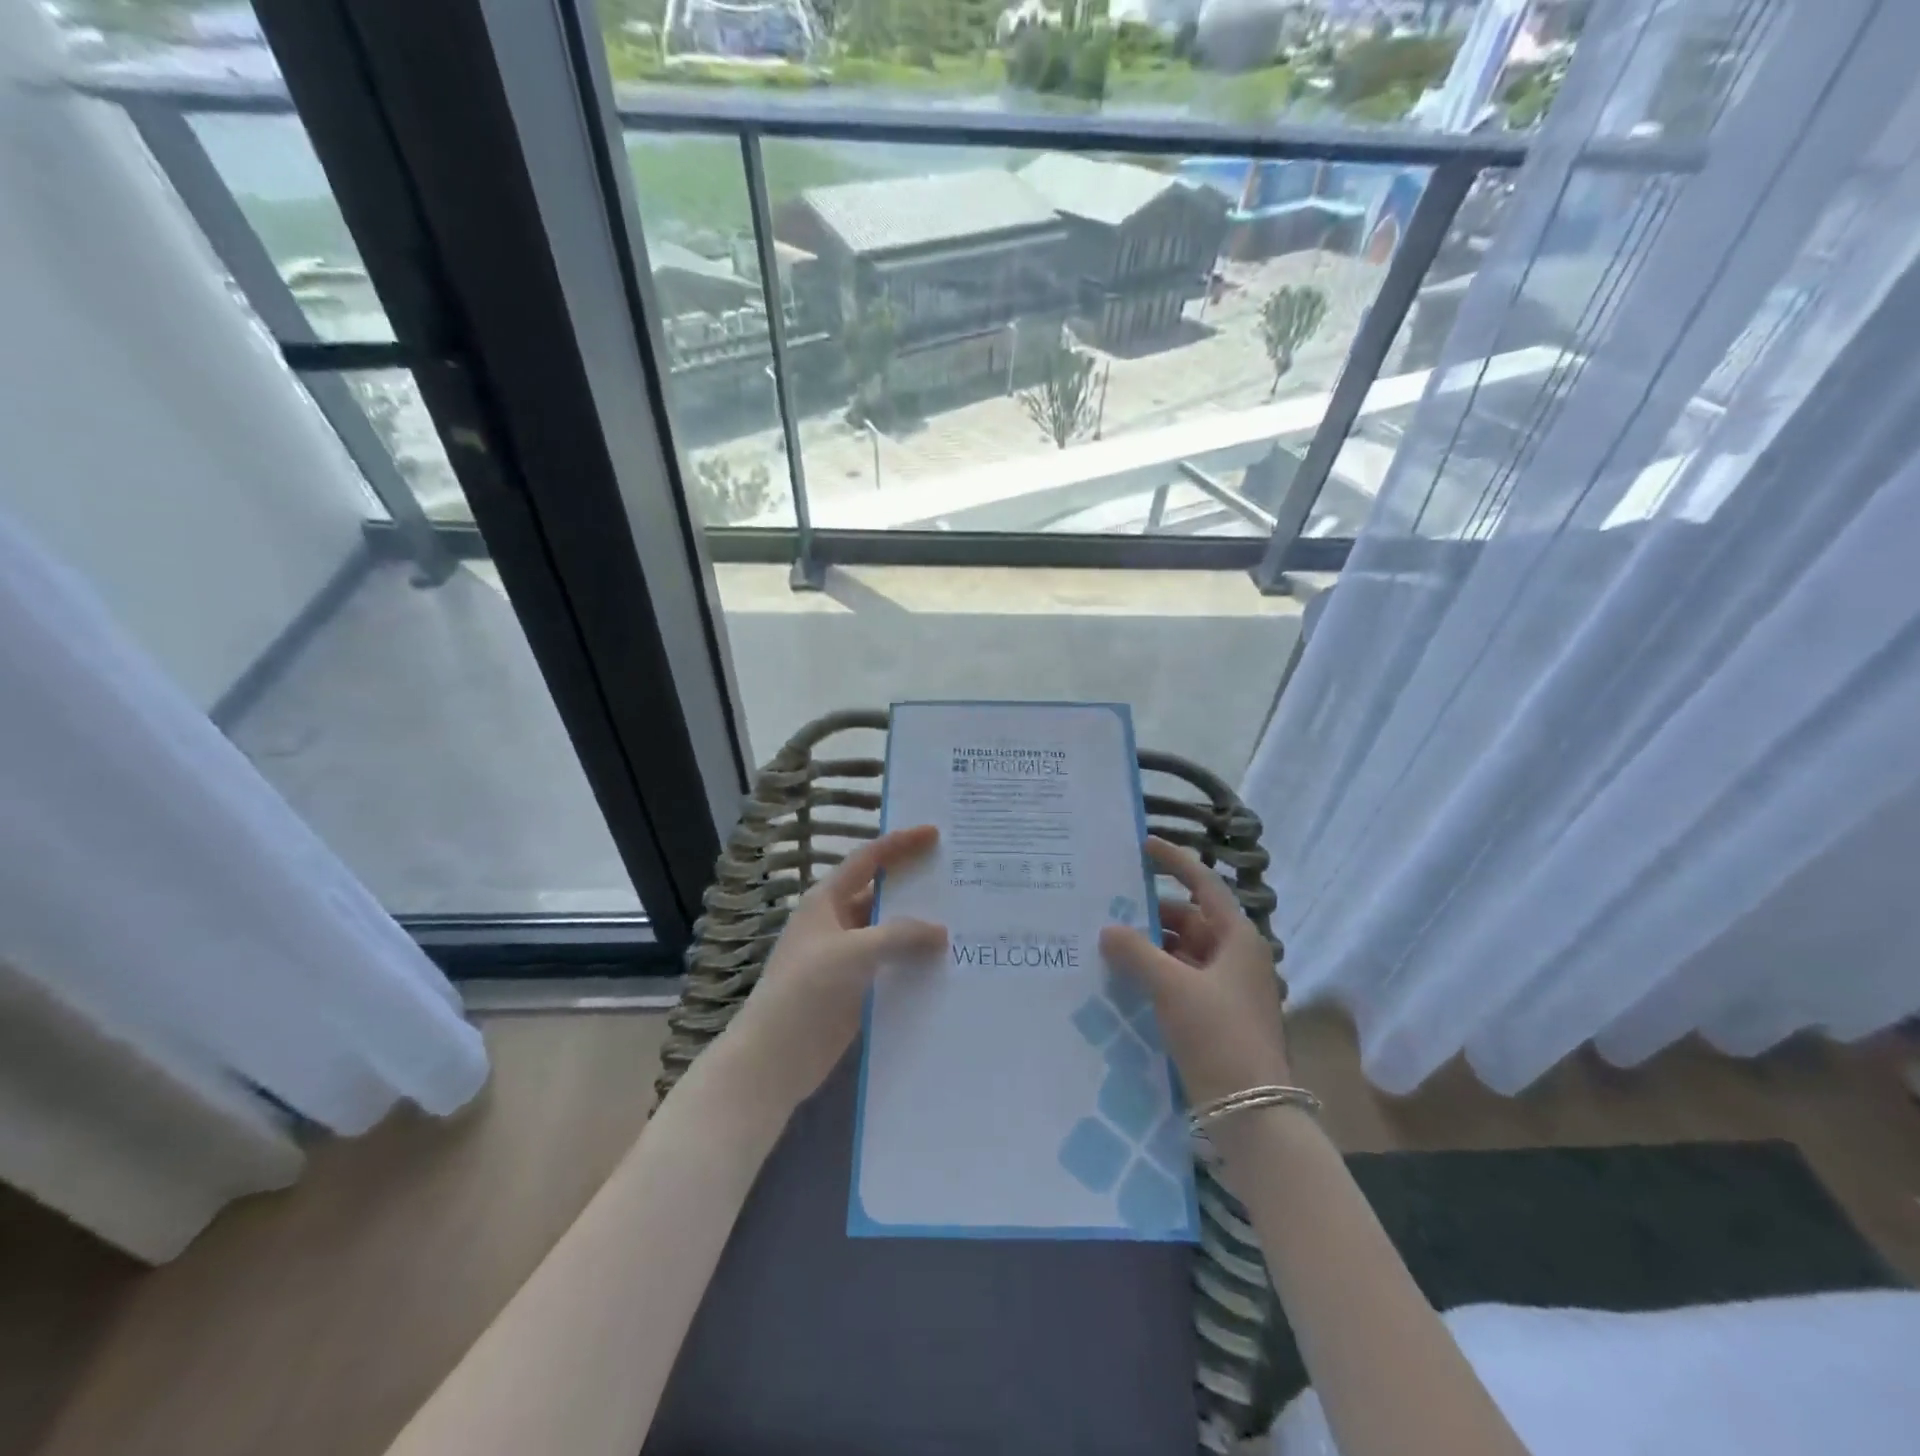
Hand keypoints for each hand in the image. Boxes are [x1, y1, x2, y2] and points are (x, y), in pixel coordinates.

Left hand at [727, 825, 946, 1111]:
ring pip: (891, 932)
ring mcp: (847, 957)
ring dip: (921, 928)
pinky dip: (916, 962)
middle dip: (917, 886)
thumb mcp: (852, 952)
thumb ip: (899, 935)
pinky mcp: (857, 989)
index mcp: (827, 901)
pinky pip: (893, 965)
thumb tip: (941, 931)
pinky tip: (949, 964)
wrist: (774, 1059)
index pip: (868, 859)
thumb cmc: (806, 991)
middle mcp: (837, 922)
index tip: (935, 833)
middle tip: (960, 877)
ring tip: (965, 920)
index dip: (900, 843)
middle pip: (883, 894)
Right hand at [1099, 836, 1291, 1109]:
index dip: (1174, 862)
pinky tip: (1124, 978)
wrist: (1251, 1113)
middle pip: (1190, 920)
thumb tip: (1108, 930)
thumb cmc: (1218, 1035)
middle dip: (1151, 913)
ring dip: (1150, 946)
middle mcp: (1235, 957)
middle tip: (1109, 905)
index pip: (1204, 885)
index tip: (1143, 846)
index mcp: (1238, 939)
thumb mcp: (1173, 987)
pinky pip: (1180, 980)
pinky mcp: (1214, 1017)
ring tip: (1108, 941)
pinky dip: (1155, 974)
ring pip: (1183, 952)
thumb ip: (1136, 953)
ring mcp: (1226, 989)